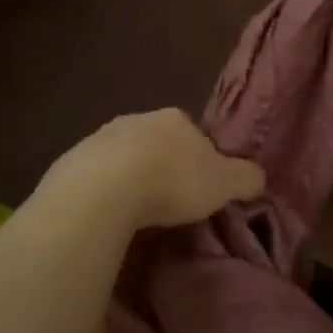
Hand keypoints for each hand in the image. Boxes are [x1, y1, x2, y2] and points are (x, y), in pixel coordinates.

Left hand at [47, 109, 263, 229]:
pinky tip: (110, 213)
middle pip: (159, 143)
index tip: (202, 188)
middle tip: (170, 202)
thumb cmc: (172, 180)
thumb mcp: (223, 183)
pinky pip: (98, 175)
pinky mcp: (75, 159)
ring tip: (138, 213)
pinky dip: (107, 190)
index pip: (196, 135)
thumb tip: (257, 176)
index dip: (201, 160)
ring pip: (126, 157)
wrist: (104, 188)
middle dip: (165, 167)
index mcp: (176, 118)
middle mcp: (139, 119)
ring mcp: (103, 137)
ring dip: (133, 177)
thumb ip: (245, 177)